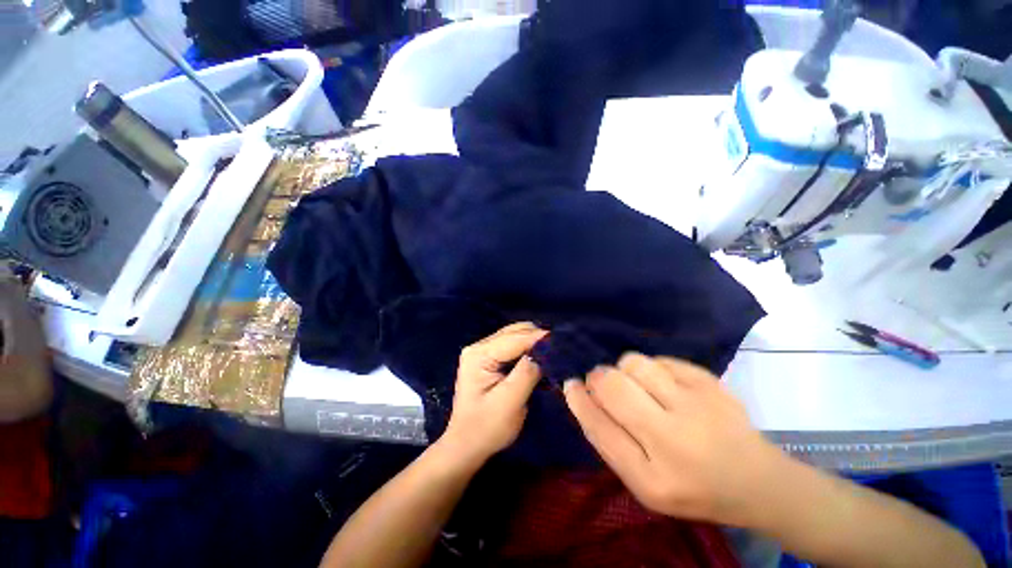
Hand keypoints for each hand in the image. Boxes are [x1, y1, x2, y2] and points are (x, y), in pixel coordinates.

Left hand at [440, 323, 547, 467]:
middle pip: (514, 332)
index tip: (563, 340)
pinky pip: (512, 345)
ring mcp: (482, 351)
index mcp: (479, 354)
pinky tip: (540, 356)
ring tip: (553, 350)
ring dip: (533, 342)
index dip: (539, 338)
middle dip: (537, 337)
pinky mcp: (488, 359)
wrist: (466, 445)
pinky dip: (527, 348)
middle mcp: (479, 346)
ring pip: (514, 336)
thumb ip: (527, 373)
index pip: (515, 338)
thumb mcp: (509, 402)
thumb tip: (544, 351)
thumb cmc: (486, 428)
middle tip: (559, 347)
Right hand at [563, 353, 785, 526]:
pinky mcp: (711, 384)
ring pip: (634, 363)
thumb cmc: (691, 486)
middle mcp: (672, 440)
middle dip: (597, 377)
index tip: (570, 383)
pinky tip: (663, 385)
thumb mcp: (643, 482)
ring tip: (636, 384)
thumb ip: (609, 440)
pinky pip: (661, 359)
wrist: (756, 481)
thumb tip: (582, 393)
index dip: (578, 399)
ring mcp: (696, 407)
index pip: (598, 426)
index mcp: (651, 478)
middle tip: (602, 382)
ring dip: (624, 369)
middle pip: (612, 385)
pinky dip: (652, 368)